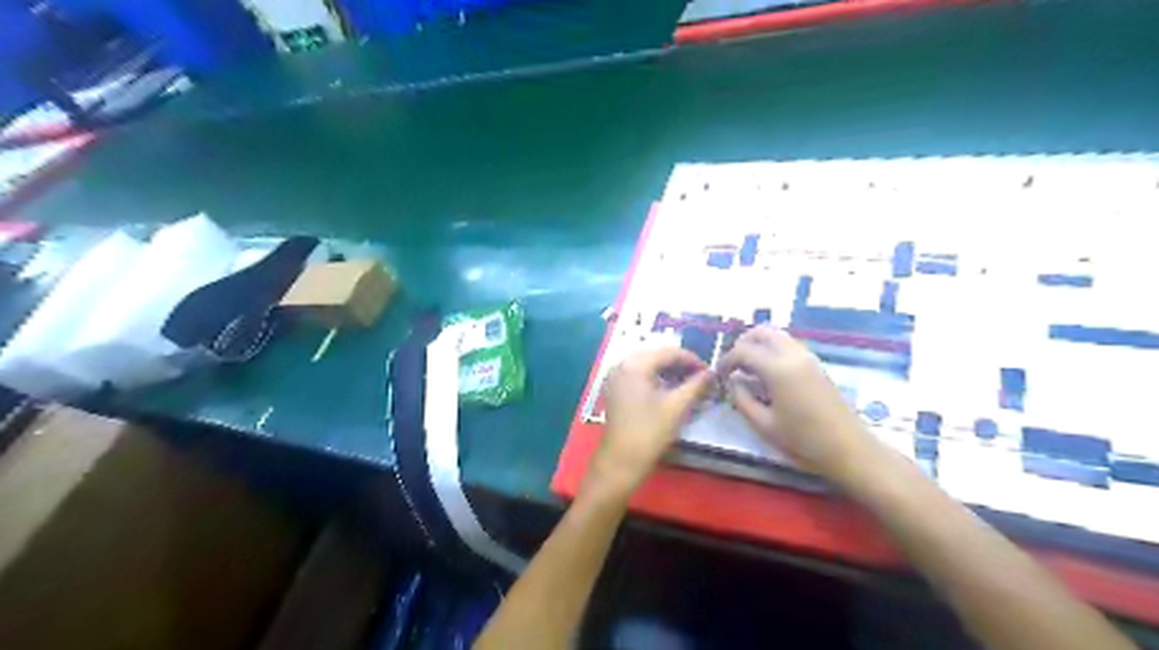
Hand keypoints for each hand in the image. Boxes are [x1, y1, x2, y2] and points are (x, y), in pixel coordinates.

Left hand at [590, 351, 715, 497]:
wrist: (621, 460)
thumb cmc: (649, 432)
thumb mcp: (677, 406)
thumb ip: (696, 385)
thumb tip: (711, 373)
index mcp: (635, 364)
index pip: (668, 352)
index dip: (691, 360)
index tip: (709, 371)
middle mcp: (621, 364)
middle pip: (657, 357)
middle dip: (680, 365)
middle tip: (700, 378)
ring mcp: (616, 377)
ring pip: (648, 366)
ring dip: (669, 372)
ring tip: (689, 384)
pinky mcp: (616, 390)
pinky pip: (639, 376)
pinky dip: (656, 380)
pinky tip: (671, 390)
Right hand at [717, 324, 879, 486]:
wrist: (849, 449)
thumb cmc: (803, 441)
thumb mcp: (764, 425)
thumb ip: (742, 400)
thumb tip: (733, 382)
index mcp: (778, 369)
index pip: (743, 350)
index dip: (726, 360)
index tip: (719, 375)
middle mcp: (793, 355)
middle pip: (762, 332)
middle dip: (743, 344)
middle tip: (733, 365)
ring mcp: (808, 357)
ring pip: (777, 335)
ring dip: (759, 345)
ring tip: (749, 370)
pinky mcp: (817, 365)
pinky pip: (789, 345)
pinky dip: (773, 350)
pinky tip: (768, 374)